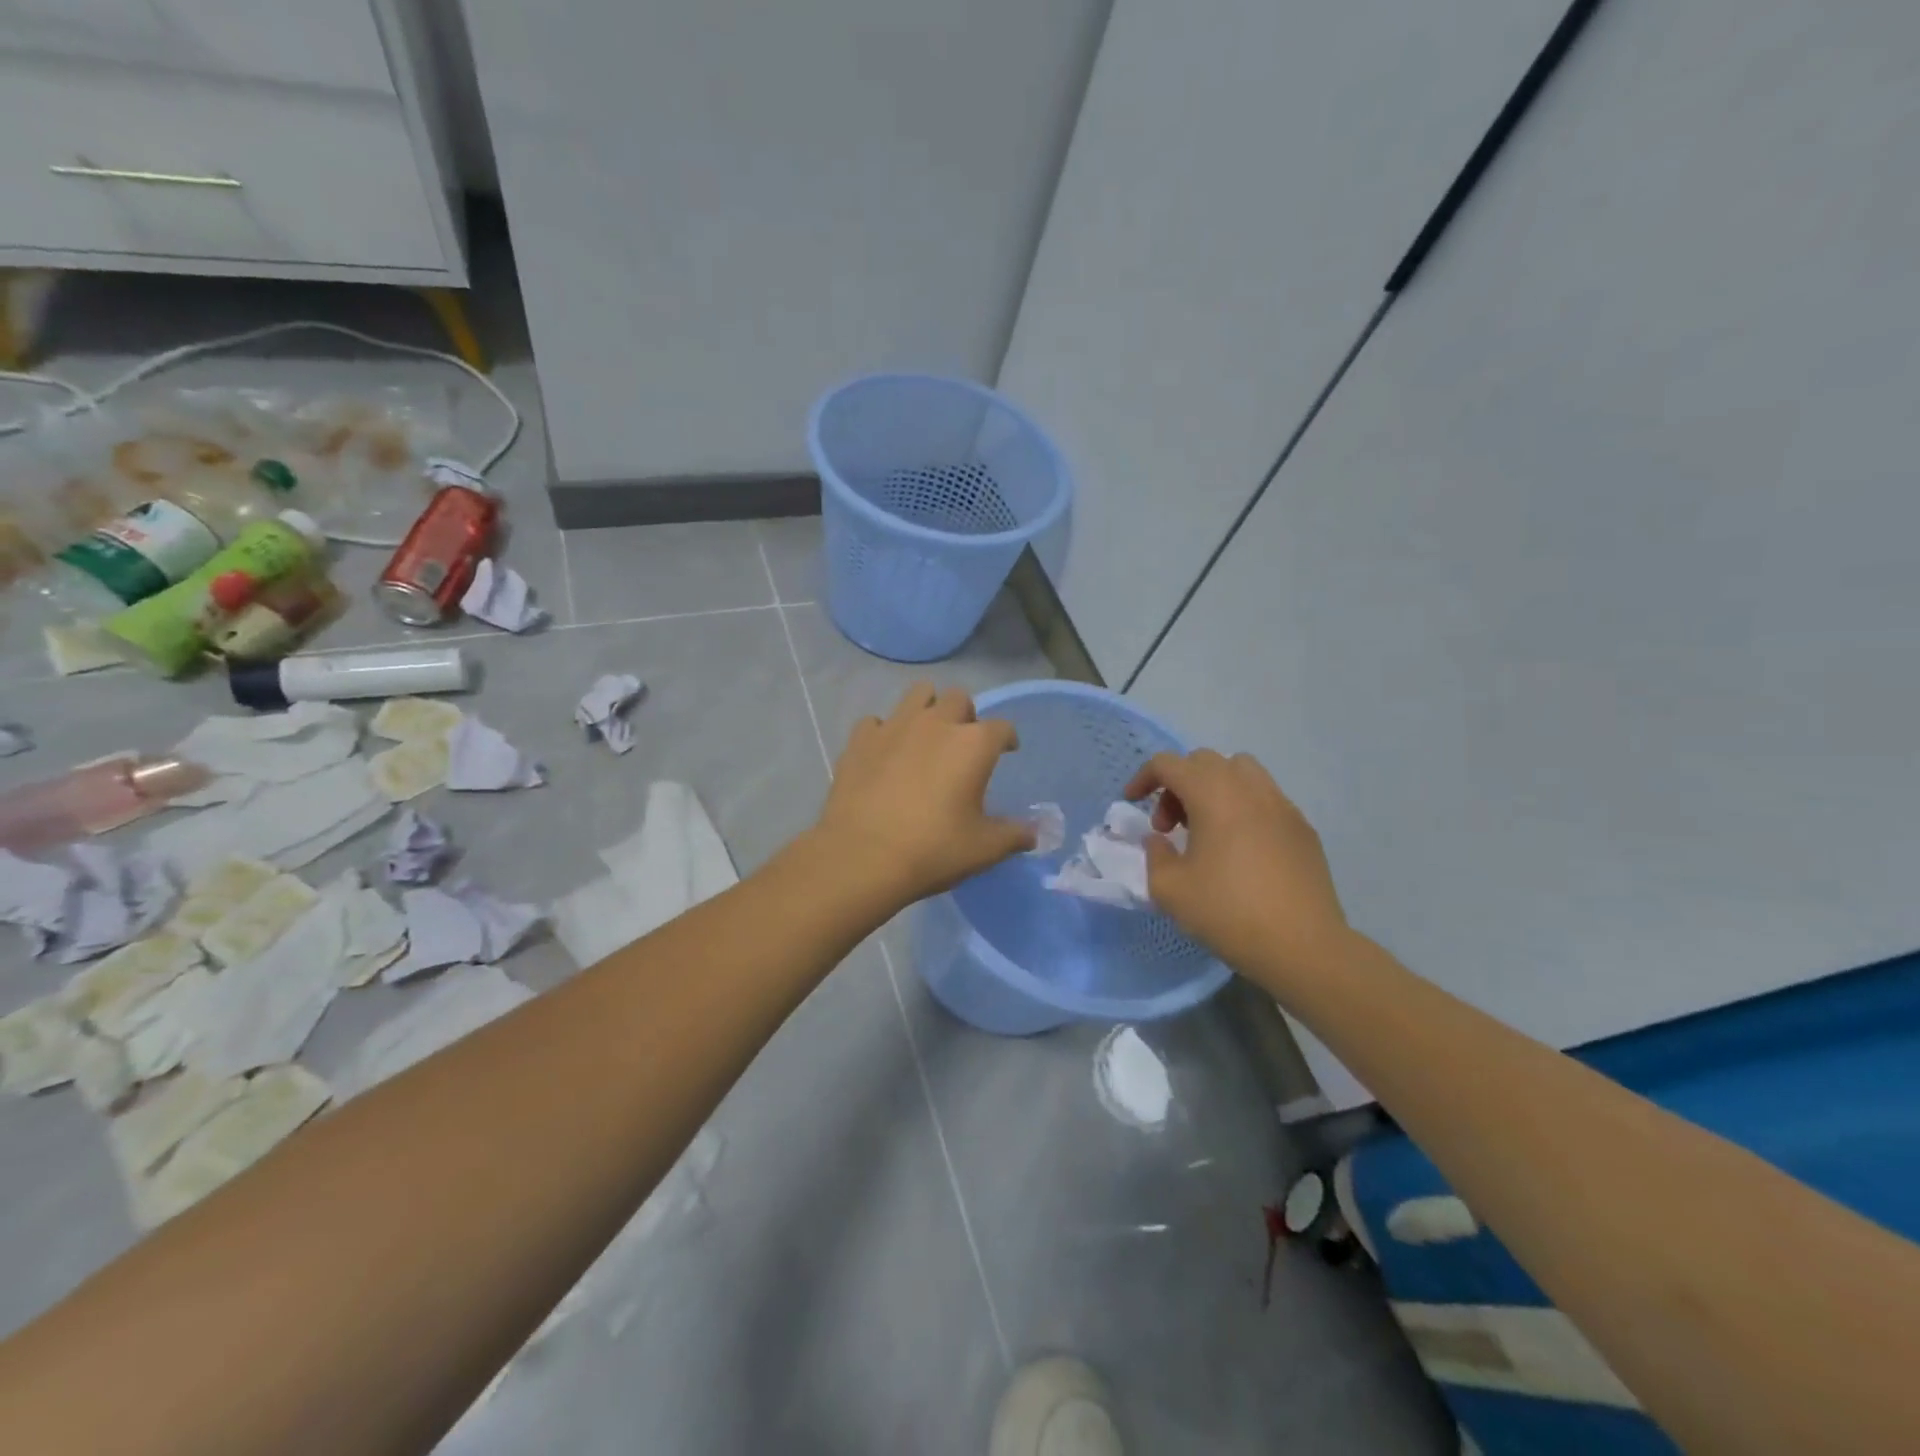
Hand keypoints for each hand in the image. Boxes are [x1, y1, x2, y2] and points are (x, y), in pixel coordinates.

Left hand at [814, 683, 1033, 907]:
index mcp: (973, 744)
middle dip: (966, 716)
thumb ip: (1013, 835)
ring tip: (926, 737)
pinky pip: (877, 722)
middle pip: (959, 698)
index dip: (1007, 739)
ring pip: (918, 694)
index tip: (1007, 751)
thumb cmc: (933, 850)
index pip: (1002, 728)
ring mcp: (894, 726)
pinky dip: (885, 733)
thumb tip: (1035, 834)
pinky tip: (885, 754)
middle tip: (963, 744)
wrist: (862, 857)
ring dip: (928, 709)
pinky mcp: (860, 739)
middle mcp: (936, 723)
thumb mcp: (983, 848)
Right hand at [1124, 750, 1348, 982]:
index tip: (1132, 803)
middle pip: (1204, 761)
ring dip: (1213, 788)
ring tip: (1206, 829)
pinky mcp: (1303, 828)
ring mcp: (1282, 805)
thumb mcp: (1170, 890)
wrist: (1303, 947)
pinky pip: (1265, 798)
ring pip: (1240, 771)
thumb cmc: (1229, 912)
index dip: (1143, 778)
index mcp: (1213, 795)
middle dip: (1178, 784)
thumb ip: (1154, 855)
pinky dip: (1243, 807)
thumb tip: (1159, 840)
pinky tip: (1240, 849)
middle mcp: (1249, 788)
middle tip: (1169, 826)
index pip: (1168, 764)